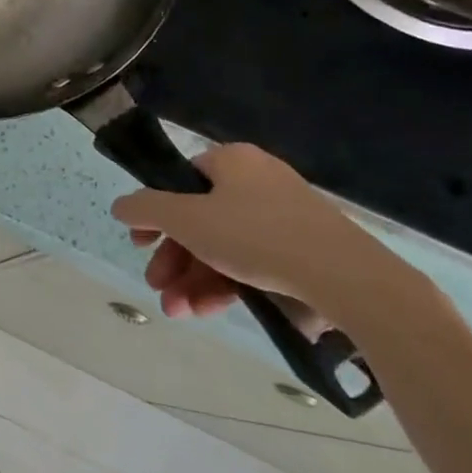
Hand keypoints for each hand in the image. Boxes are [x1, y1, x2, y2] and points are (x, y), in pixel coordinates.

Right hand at [110, 143, 399, 322]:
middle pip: (200, 219)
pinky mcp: (307, 252)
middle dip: (174, 259)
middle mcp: (258, 181)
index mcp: (231, 161)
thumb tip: (119, 205)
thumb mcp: (187, 220)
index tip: (140, 244)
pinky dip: (229, 285)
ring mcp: (286, 218)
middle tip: (158, 286)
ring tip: (179, 311)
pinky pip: (255, 263)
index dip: (155, 214)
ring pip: (225, 247)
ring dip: (195, 279)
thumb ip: (146, 209)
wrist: (351, 280)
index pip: (180, 181)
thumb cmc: (257, 237)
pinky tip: (210, 311)